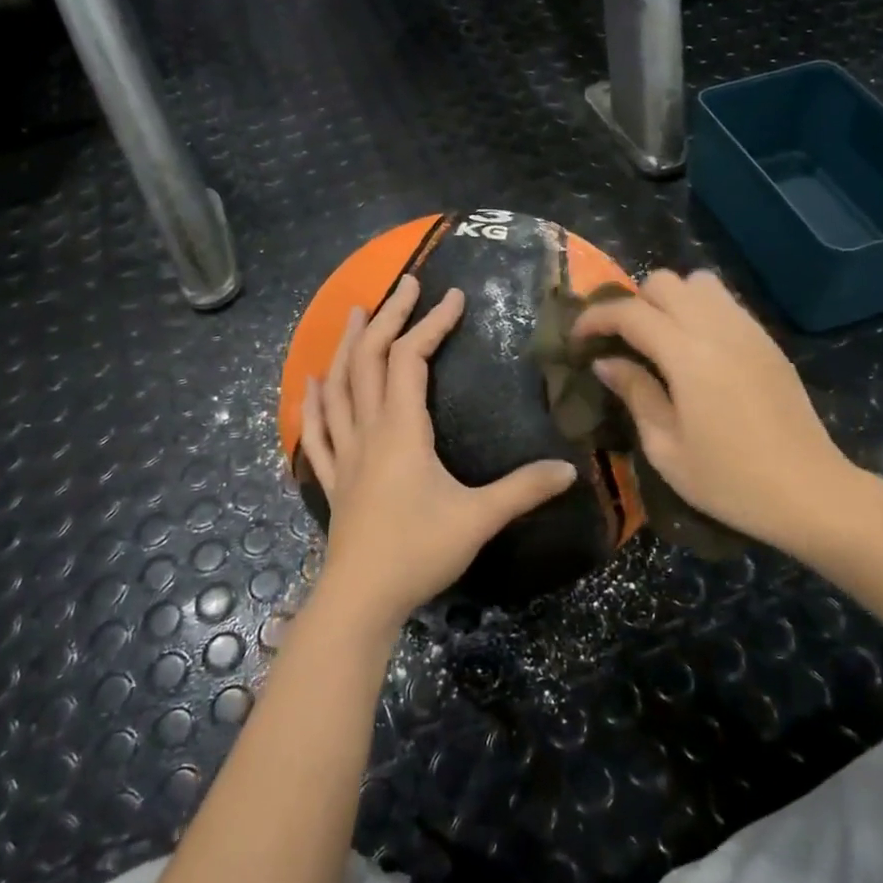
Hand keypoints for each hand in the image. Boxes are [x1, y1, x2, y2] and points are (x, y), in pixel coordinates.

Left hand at [300, 275, 577, 630]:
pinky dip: (315, 400)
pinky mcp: (333, 478)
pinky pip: (318, 430)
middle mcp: (368, 430)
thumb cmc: (418, 551)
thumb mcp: (479, 518)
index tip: (454, 297)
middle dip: (388, 317)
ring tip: (359, 314)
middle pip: (369, 359)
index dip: (431, 324)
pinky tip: (312, 382)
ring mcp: (345, 453)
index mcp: (401, 430)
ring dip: (347, 345)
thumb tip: (571, 470)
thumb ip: (523, 489)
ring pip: (338, 386)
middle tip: (404, 284)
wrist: (361, 598)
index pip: (410, 359)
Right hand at [572, 269, 858, 552]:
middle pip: (665, 282)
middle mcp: (719, 329)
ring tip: (659, 340)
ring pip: (699, 283)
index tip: (578, 339)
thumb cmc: (729, 481)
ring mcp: (749, 331)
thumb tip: (606, 362)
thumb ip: (635, 394)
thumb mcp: (666, 448)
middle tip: (620, 342)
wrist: (810, 492)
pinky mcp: (768, 342)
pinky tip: (694, 351)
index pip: (630, 312)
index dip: (595, 318)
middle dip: (633, 304)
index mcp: (688, 355)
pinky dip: (699, 311)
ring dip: (670, 301)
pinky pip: (725, 303)